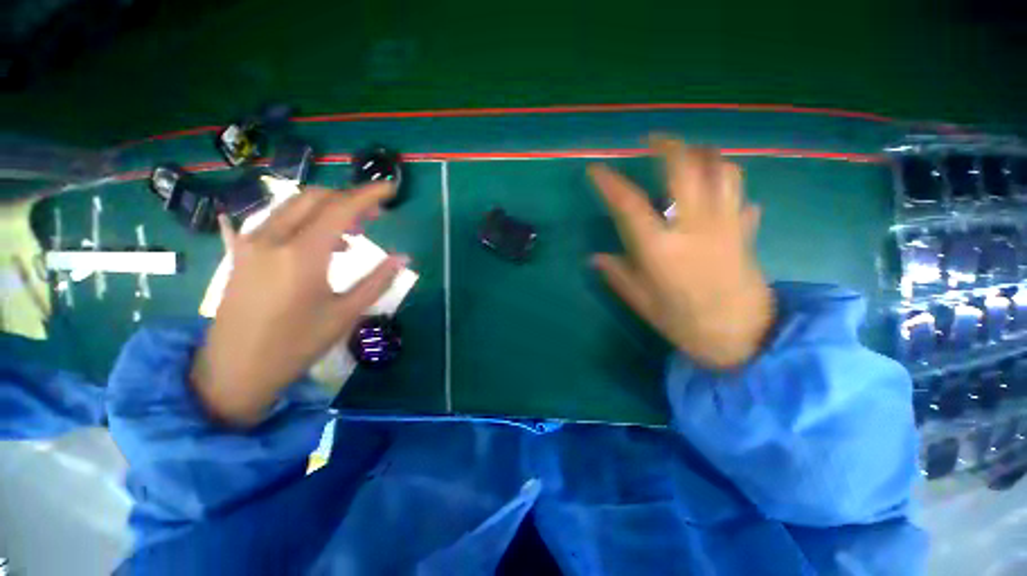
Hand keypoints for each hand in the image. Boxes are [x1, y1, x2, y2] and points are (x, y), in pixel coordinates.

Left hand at [191, 183, 407, 425]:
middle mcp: (273, 238)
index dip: (369, 195)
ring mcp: (252, 241)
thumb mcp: (345, 314)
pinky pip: (277, 219)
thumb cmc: (296, 344)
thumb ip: (377, 281)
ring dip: (327, 208)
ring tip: (353, 231)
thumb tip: (403, 258)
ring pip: (294, 205)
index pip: (341, 208)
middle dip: (349, 199)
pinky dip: (306, 219)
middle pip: (316, 198)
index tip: (391, 188)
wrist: (235, 369)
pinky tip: (320, 242)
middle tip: (375, 215)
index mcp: (302, 254)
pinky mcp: (242, 250)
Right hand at [589, 135, 774, 368]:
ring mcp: (725, 223)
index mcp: (660, 248)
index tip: (595, 169)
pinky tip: (717, 185)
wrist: (744, 337)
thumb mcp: (643, 302)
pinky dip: (727, 179)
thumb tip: (595, 258)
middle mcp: (693, 226)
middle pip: (685, 169)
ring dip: (703, 154)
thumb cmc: (685, 322)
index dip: (609, 183)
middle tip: (653, 140)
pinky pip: (740, 191)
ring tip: (688, 154)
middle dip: (668, 146)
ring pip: (721, 169)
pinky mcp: (745, 229)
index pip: (628, 205)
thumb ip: (618, 275)